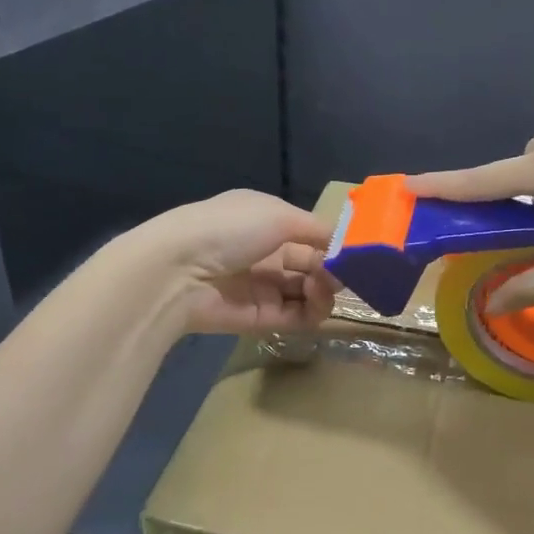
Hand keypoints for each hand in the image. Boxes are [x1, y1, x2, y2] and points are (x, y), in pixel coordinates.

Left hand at [127, 190, 338, 335]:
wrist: (179, 270)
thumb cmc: (231, 229)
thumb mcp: (279, 214)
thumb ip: (316, 229)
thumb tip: (343, 243)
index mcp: (267, 221)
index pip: (309, 234)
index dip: (332, 244)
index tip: (353, 254)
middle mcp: (265, 253)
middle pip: (311, 264)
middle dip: (331, 269)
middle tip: (341, 276)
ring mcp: (262, 287)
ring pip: (307, 292)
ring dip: (323, 291)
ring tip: (322, 289)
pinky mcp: (258, 318)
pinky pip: (295, 316)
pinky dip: (311, 312)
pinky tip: (316, 304)